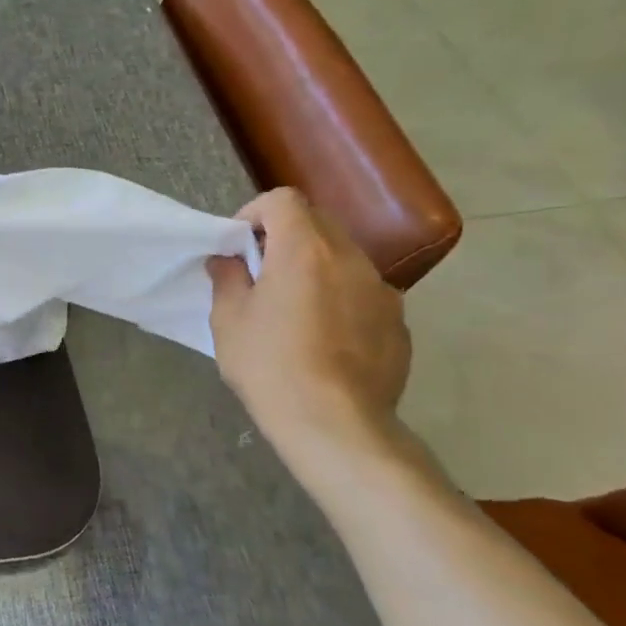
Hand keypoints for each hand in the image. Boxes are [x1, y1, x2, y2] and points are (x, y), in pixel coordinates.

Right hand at [206, 187, 410, 453]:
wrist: (335, 425)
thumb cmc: (270, 365)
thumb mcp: (228, 319)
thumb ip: (227, 278)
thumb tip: (228, 260)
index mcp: (304, 250)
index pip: (283, 200)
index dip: (255, 213)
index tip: (240, 244)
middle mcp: (350, 259)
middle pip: (317, 223)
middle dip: (285, 237)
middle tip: (261, 273)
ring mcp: (382, 291)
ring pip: (343, 258)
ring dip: (315, 267)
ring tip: (294, 308)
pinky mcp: (398, 324)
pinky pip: (363, 293)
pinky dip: (341, 299)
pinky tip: (325, 339)